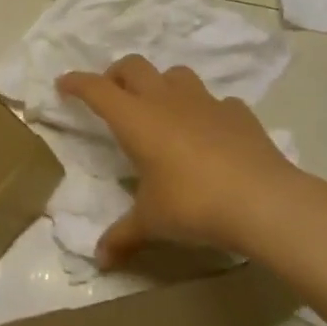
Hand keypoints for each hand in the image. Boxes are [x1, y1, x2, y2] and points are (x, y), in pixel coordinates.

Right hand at [55, 56, 320, 267]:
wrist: (262, 200)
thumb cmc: (193, 205)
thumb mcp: (152, 222)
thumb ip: (123, 235)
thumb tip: (100, 259)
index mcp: (136, 119)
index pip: (97, 89)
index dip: (77, 83)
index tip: (64, 84)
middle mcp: (166, 100)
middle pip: (133, 66)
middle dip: (116, 74)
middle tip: (110, 94)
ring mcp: (205, 102)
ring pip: (175, 74)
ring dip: (160, 84)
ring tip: (159, 108)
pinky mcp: (237, 112)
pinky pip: (214, 100)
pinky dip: (204, 110)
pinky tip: (208, 131)